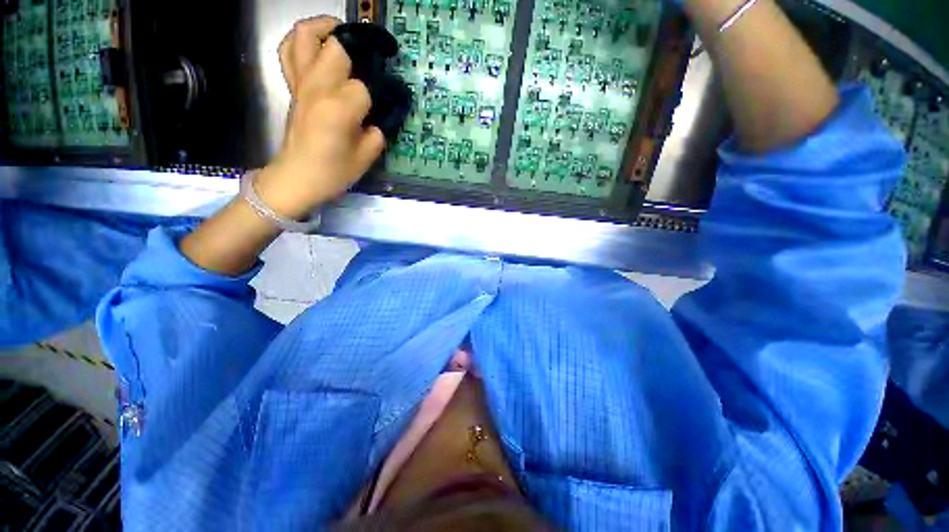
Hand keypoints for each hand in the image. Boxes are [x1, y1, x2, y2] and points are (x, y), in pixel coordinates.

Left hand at [256, 16, 385, 219]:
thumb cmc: (333, 172)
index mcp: (340, 108)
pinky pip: (290, 51)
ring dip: (326, 28)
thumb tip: (383, 113)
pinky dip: (302, 40)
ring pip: (306, 36)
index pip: (367, 86)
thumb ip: (379, 131)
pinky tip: (318, 45)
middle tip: (376, 56)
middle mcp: (318, 87)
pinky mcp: (292, 86)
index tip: (395, 99)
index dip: (384, 91)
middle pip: (338, 47)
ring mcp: (301, 83)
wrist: (297, 177)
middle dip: (360, 47)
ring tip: (345, 35)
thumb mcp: (366, 157)